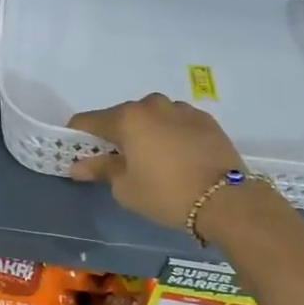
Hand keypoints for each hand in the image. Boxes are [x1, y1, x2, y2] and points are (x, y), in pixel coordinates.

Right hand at [68, 94, 248, 230]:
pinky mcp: (204, 119)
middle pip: (121, 116)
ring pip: (151, 117)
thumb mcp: (126, 188)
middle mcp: (152, 105)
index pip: (88, 121)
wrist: (227, 199)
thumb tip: (77, 165)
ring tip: (152, 159)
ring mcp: (181, 109)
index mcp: (127, 118)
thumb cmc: (166, 193)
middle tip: (117, 161)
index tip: (76, 152)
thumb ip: (100, 170)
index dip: (77, 136)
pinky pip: (176, 122)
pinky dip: (169, 134)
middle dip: (115, 135)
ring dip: (145, 132)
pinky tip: (177, 156)